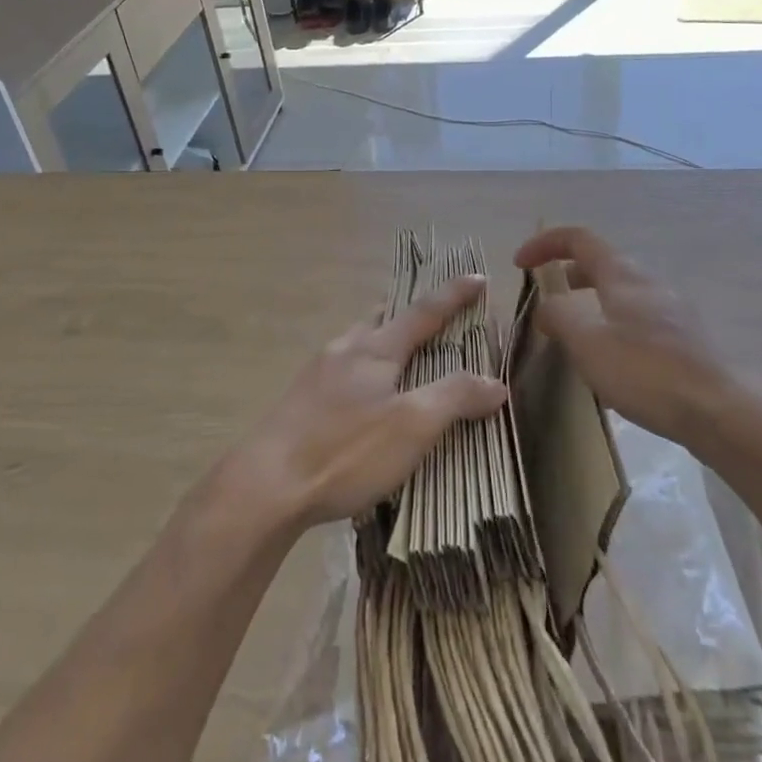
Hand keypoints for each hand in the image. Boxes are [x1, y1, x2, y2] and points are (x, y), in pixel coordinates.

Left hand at [232, 275, 507, 531]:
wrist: (267, 484)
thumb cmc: (346, 450)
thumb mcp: (412, 426)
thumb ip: (455, 397)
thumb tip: (495, 381)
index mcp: (375, 348)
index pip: (424, 312)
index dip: (454, 295)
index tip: (477, 277)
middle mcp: (345, 349)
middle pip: (384, 320)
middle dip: (411, 315)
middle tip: (435, 319)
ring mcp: (318, 373)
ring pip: (360, 343)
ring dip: (385, 341)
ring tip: (403, 358)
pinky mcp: (302, 400)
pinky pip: (344, 369)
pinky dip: (366, 370)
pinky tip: (365, 398)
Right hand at [515, 227, 739, 442]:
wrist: (722, 412)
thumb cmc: (646, 371)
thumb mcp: (587, 342)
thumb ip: (559, 316)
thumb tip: (547, 306)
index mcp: (622, 275)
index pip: (578, 238)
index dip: (544, 243)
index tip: (519, 264)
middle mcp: (649, 284)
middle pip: (602, 264)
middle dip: (568, 275)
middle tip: (547, 301)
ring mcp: (673, 312)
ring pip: (622, 295)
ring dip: (591, 304)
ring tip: (576, 337)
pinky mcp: (687, 341)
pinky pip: (639, 322)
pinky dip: (614, 328)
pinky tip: (612, 367)